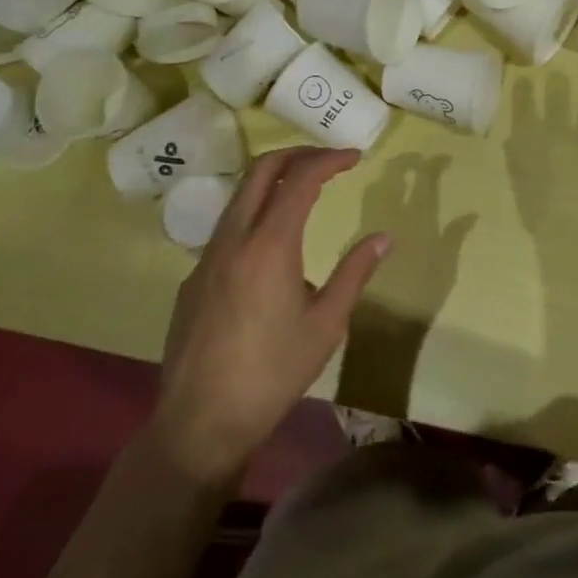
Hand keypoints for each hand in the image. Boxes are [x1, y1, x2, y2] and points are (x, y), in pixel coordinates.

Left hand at [149, 147, 389, 483]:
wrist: (200, 423)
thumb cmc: (273, 373)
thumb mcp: (326, 325)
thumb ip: (355, 273)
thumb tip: (384, 237)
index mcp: (270, 244)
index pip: (301, 177)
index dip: (330, 159)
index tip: (355, 157)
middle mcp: (234, 237)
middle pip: (262, 168)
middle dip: (298, 153)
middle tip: (329, 160)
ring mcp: (207, 256)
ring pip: (240, 195)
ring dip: (273, 180)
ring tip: (305, 191)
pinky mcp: (193, 278)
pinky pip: (227, 228)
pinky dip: (255, 215)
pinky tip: (271, 250)